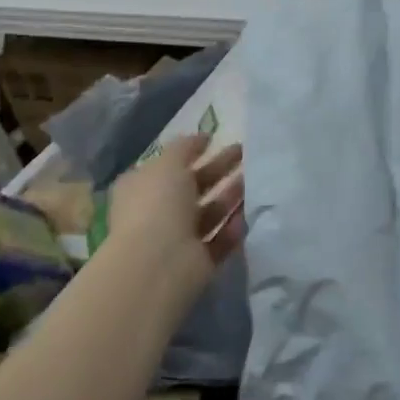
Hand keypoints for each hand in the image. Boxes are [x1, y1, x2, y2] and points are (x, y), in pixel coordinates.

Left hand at [104, 135, 244, 293]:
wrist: (159, 262)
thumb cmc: (158, 204)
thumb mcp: (168, 163)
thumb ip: (185, 147)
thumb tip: (202, 137)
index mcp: (142, 188)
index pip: (168, 166)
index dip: (190, 152)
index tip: (217, 139)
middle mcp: (158, 212)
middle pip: (193, 187)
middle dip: (219, 169)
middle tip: (247, 153)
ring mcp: (178, 238)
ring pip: (210, 212)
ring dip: (232, 196)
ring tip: (257, 179)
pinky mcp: (199, 261)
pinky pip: (221, 239)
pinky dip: (235, 226)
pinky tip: (250, 212)